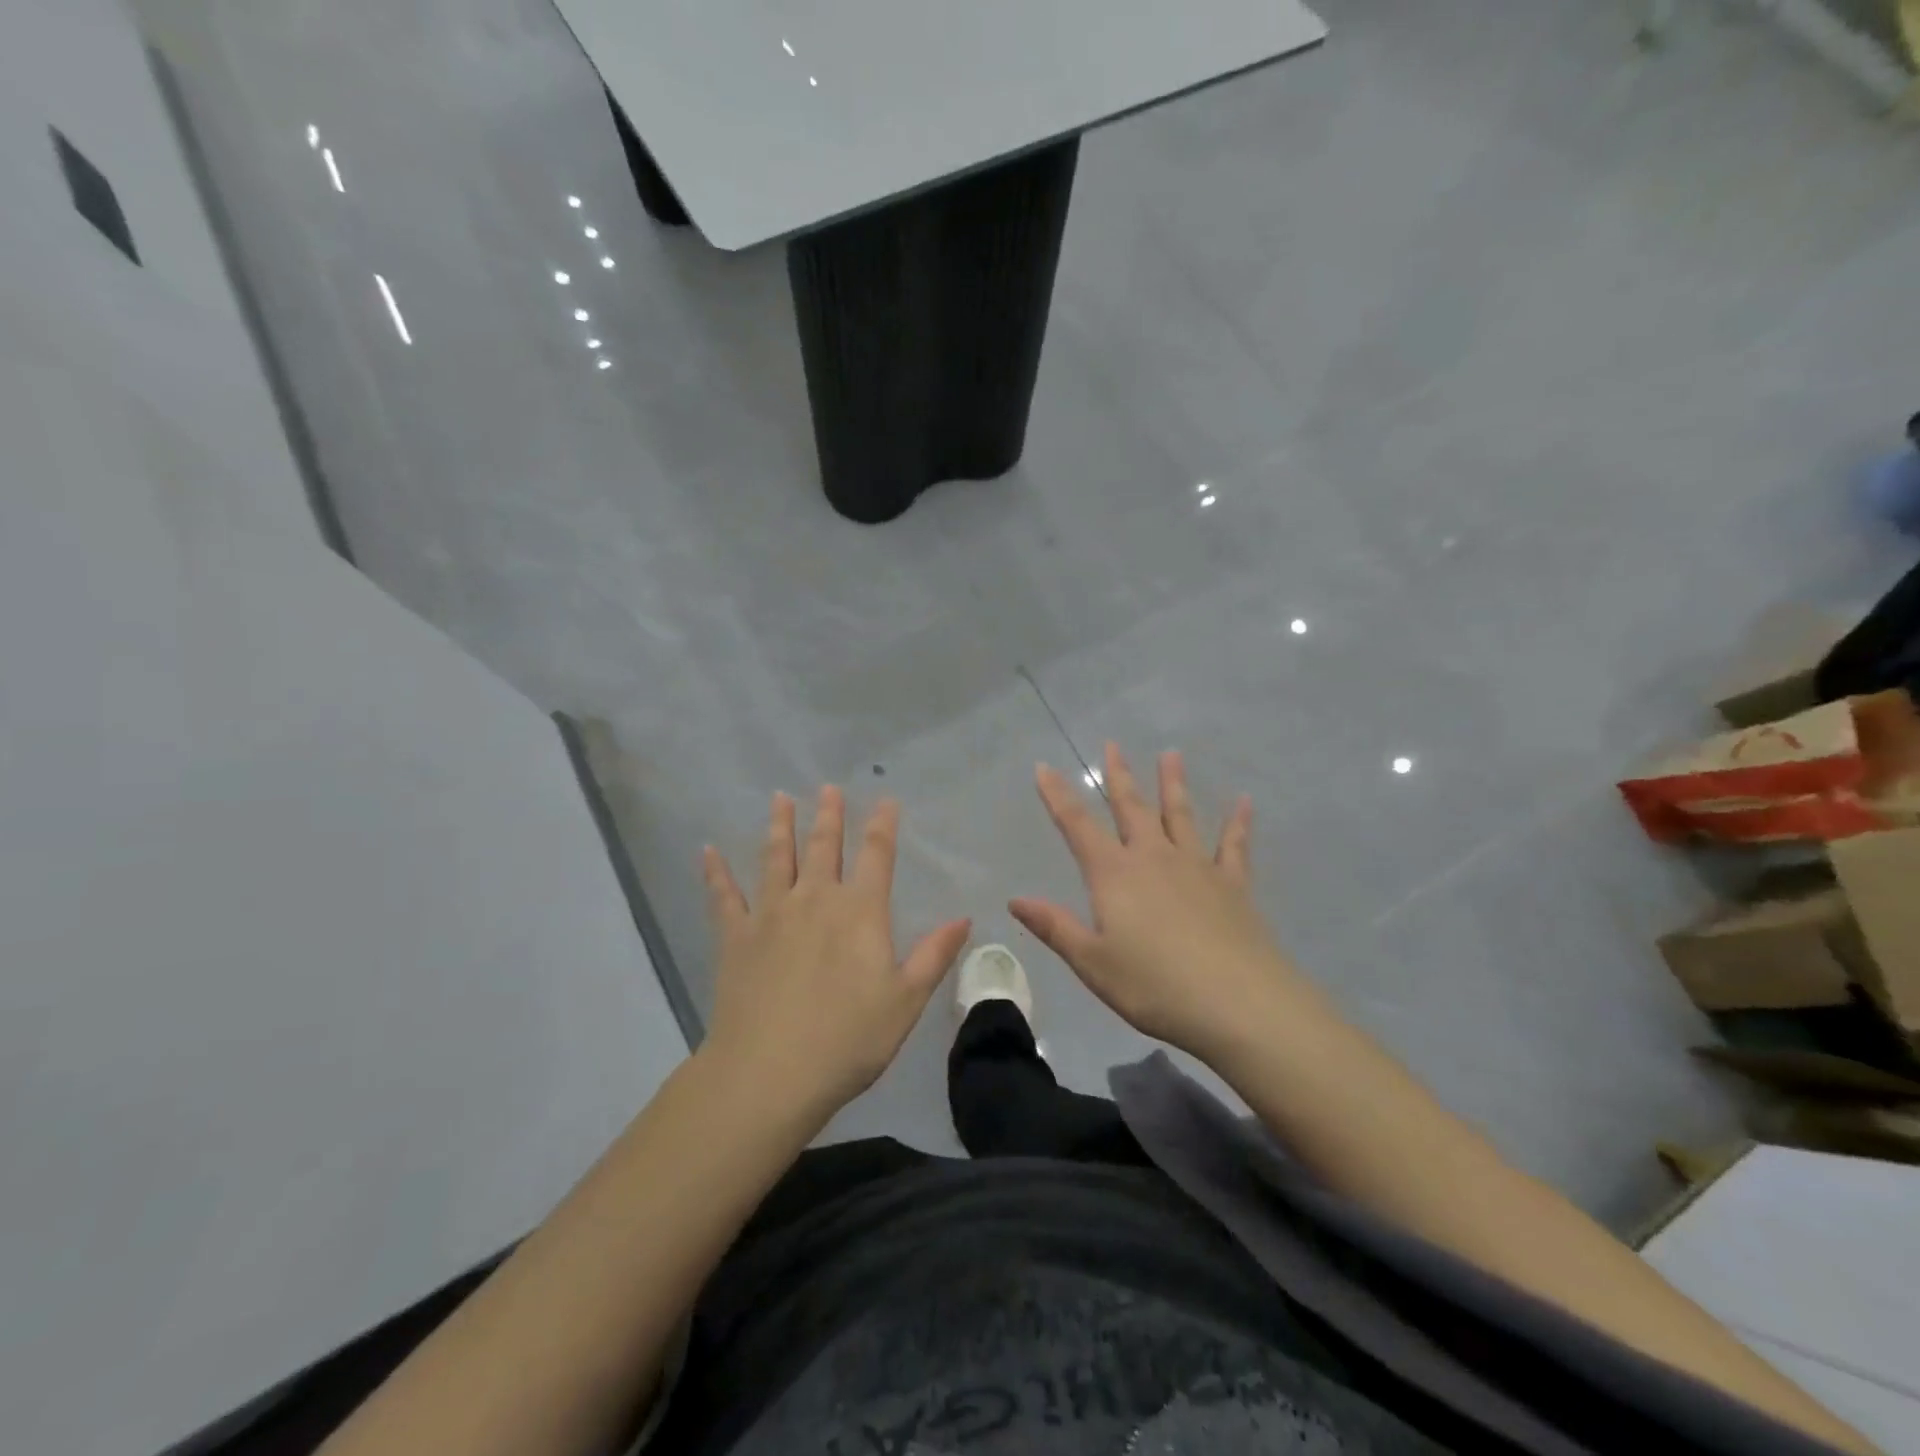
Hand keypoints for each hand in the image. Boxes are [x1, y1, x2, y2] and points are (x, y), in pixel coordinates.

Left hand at [701, 787, 970, 1118]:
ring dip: (780, 826)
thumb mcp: (905, 1000)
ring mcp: (770, 914)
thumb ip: (933, 955)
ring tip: (780, 798)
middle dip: (829, 815)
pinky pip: (723, 896)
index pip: (876, 855)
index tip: (886, 800)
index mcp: (860, 912)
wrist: (769, 1074)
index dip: (883, 825)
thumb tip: (964, 918)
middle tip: (828, 787)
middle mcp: (815, 899)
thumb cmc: (848, 1039)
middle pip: (824, 846)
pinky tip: (708, 851)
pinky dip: (716, 872)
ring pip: (776, 858)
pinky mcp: (735, 937)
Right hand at [1010, 745, 1297, 1060]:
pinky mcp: (1233, 884)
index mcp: (1115, 875)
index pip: (1077, 826)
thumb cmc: (1155, 986)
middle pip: (1132, 808)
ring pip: (1181, 815)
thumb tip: (1015, 899)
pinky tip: (1243, 801)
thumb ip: (1056, 927)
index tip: (1043, 766)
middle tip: (1113, 744)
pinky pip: (1234, 845)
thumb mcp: (1093, 963)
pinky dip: (1238, 822)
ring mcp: (1197, 867)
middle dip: (1119, 776)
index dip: (1057, 796)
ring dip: (1173, 784)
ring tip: (1171, 754)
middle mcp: (1154, 858)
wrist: (1239, 1003)